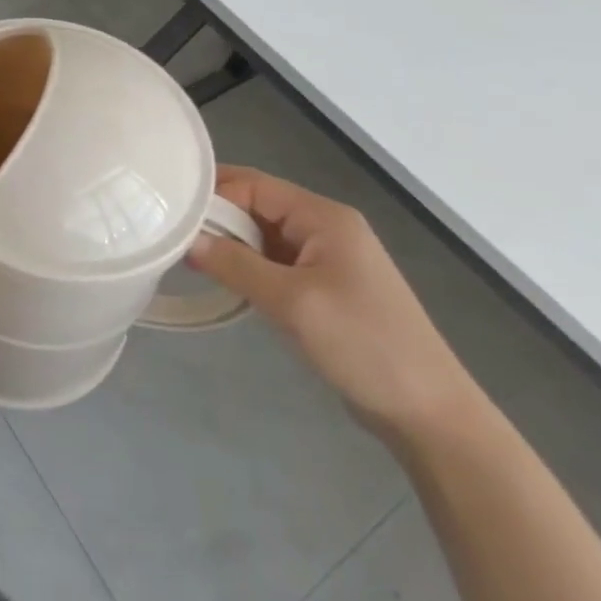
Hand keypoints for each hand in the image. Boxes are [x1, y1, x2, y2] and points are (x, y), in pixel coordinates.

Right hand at [189, 166, 480, 444]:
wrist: (431, 415)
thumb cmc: (363, 345)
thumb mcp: (292, 302)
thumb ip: (235, 265)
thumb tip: (186, 241)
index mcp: (323, 217)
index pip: (254, 185)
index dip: (212, 193)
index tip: (169, 209)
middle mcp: (326, 228)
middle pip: (257, 207)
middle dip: (218, 220)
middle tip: (172, 236)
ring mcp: (328, 259)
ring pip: (264, 237)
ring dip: (231, 246)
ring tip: (189, 258)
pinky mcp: (327, 288)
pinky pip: (276, 264)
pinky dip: (249, 268)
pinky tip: (225, 282)